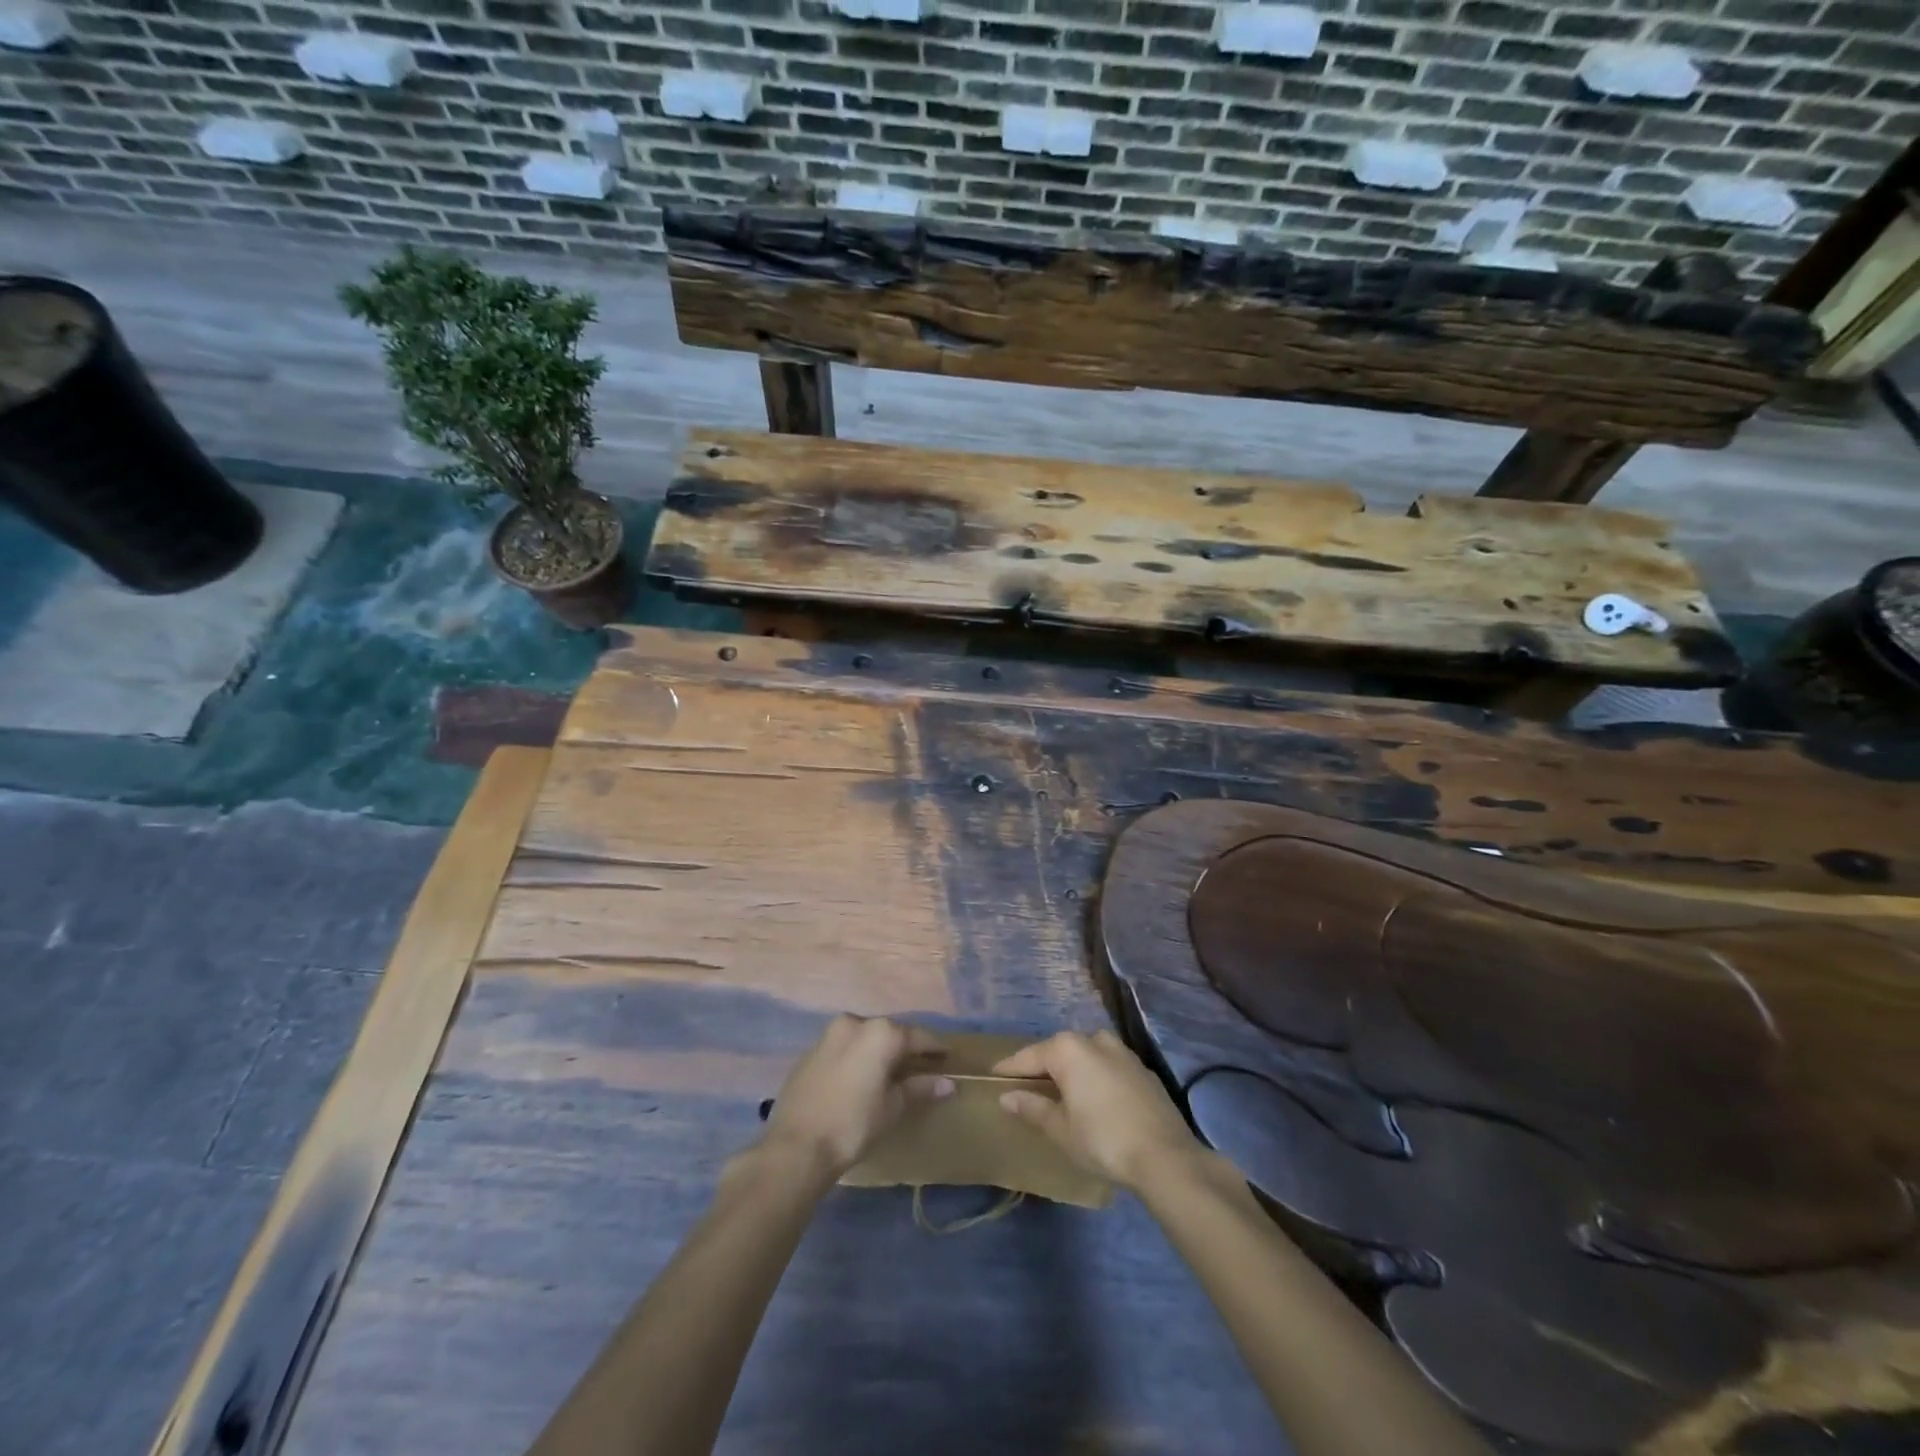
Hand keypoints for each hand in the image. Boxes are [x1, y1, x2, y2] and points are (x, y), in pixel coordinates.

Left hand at [762, 1015, 953, 1179]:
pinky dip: (858, 1056)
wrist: (796, 1146)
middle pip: (889, 1032)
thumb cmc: (853, 1124)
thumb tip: (947, 1083)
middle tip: (923, 1064)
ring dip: (880, 1050)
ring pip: (864, 1037)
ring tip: (893, 1070)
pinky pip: (844, 1047)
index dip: (935, 1047)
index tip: (948, 1055)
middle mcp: (855, 1023)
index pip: (917, 1036)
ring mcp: (829, 1034)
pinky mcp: (811, 1051)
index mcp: (880, 1032)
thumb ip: (919, 1088)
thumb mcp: (892, 1107)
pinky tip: (862, 1075)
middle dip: (906, 1047)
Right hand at [993, 1029, 1202, 1190]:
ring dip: (1072, 1069)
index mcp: (1068, 1049)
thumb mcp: (1061, 1129)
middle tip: (1027, 1085)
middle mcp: (1094, 1040)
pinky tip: (1095, 1099)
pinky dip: (1096, 1077)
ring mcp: (1122, 1052)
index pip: (1030, 1056)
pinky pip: (1108, 1066)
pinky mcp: (1143, 1069)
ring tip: (1061, 1091)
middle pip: (1059, 1051)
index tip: (994, 1075)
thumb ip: (1033, 1107)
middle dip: (1043, 1066)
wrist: (1165, 1156)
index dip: (1010, 1068)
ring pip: (1086, 1055)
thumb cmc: (1102, 1140)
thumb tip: (1007, 1096)